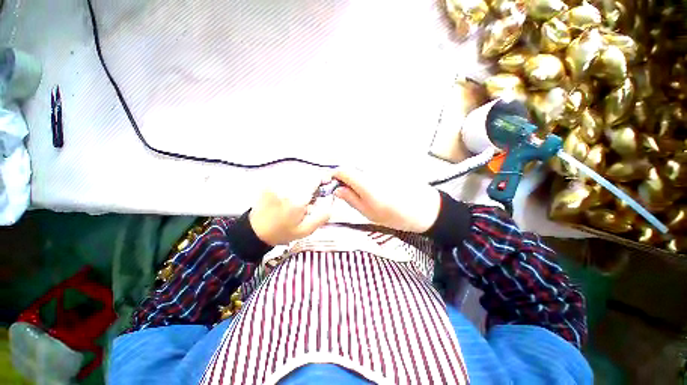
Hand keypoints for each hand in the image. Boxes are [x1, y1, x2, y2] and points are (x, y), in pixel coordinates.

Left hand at [249, 174, 333, 245]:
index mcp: (297, 200)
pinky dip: (292, 182)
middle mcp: (286, 188)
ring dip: (302, 181)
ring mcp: (275, 183)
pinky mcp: (269, 182)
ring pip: (297, 174)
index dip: (322, 179)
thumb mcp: (306, 230)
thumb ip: (322, 215)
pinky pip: (287, 176)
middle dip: (312, 182)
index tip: (324, 185)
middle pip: (307, 174)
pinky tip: (289, 193)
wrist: (255, 231)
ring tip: (298, 195)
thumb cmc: (282, 232)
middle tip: (310, 195)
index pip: (314, 178)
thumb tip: (331, 199)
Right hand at [332, 167, 441, 232]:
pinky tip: (370, 187)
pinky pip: (368, 168)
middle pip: (349, 168)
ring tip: (358, 192)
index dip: (332, 175)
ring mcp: (380, 167)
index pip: (342, 170)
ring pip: (359, 168)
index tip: (329, 184)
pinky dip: (363, 176)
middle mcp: (371, 170)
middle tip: (342, 192)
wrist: (423, 208)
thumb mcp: (368, 212)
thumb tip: (337, 190)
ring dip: (353, 177)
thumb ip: (350, 199)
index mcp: (365, 182)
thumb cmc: (396, 214)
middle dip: (342, 178)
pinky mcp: (386, 167)